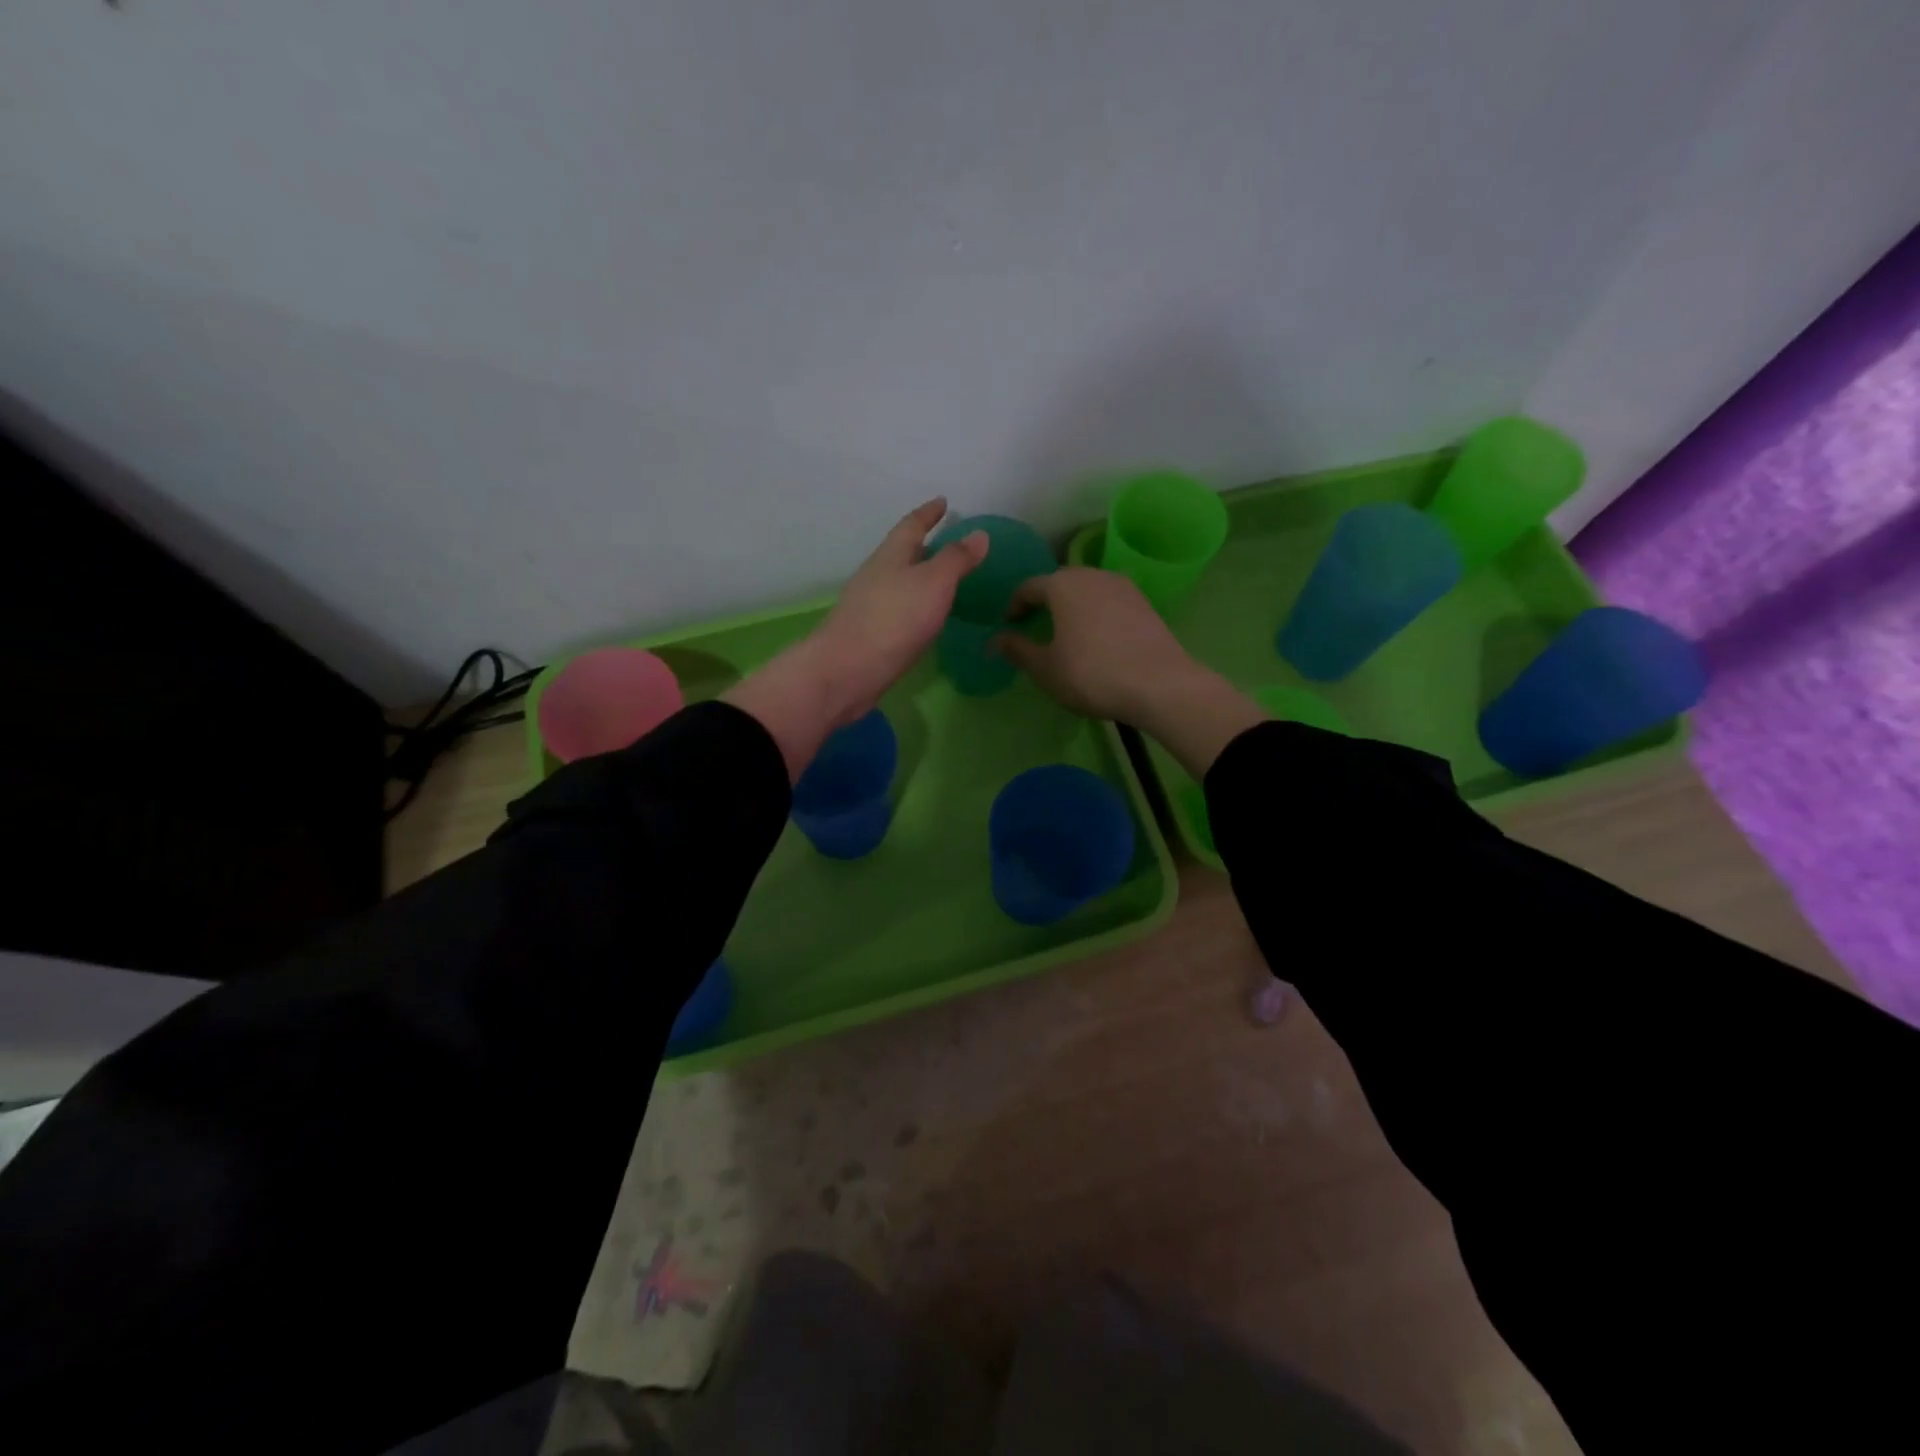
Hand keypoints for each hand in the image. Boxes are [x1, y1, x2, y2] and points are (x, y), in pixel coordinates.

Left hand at [724, 499, 986, 779]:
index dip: (929, 513)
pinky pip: (899, 610)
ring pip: (899, 582)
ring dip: (919, 577)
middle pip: (902, 553)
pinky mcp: (871, 635)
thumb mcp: (933, 583)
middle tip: (948, 541)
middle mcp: (877, 576)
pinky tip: (926, 618)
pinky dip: (915, 606)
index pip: (912, 526)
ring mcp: (871, 607)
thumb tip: (979, 534)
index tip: (943, 502)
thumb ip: (956, 560)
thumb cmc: (893, 620)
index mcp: (891, 557)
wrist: (847, 671)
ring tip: (942, 580)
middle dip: (924, 545)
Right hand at [995, 567, 1263, 777]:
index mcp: (1062, 585)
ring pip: (1086, 590)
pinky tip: (1095, 638)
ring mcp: (1122, 586)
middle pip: (1059, 583)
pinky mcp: (1144, 603)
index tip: (1008, 625)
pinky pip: (1108, 601)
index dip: (1014, 606)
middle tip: (1033, 626)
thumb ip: (1017, 649)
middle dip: (1043, 602)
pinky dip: (1094, 613)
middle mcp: (1092, 575)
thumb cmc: (1091, 674)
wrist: (1160, 685)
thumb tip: (995, 639)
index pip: (1029, 587)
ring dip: (1071, 606)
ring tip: (1064, 632)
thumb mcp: (1045, 668)